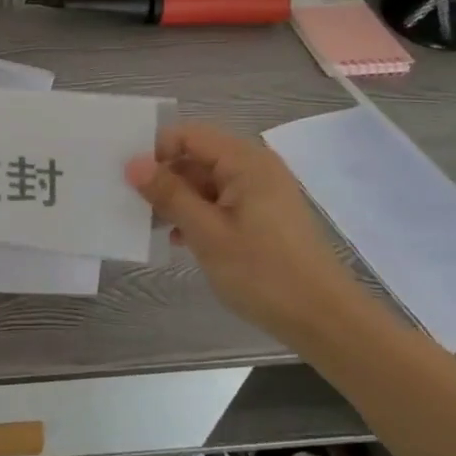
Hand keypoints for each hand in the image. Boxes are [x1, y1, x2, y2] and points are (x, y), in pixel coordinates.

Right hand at [125, 123, 362, 338]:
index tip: (131, 181)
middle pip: (197, 156)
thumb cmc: (263, 272)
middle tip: (135, 206)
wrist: (325, 321)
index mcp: (245, 161)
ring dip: (179, 199)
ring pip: (206, 181)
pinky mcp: (264, 216)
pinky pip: (221, 201)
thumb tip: (133, 164)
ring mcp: (262, 192)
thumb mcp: (206, 233)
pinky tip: (182, 241)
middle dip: (165, 178)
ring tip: (154, 226)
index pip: (188, 135)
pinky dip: (199, 214)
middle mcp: (255, 167)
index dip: (156, 152)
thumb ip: (169, 194)